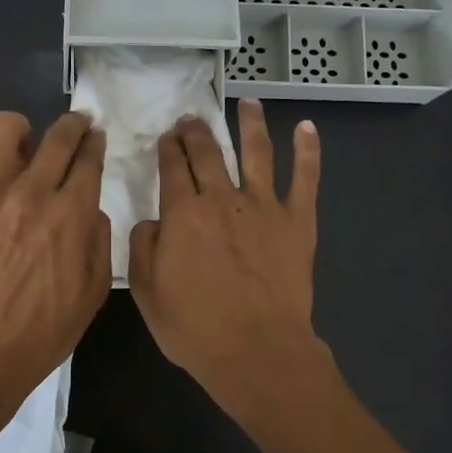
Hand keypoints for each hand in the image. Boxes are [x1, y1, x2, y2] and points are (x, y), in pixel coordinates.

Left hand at [0, 110, 110, 419]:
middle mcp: (31, 194)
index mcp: (71, 216)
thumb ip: (99, 242)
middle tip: (71, 128)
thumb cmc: (41, 333)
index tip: (94, 139)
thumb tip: (90, 208)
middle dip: (72, 125)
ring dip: (18, 129)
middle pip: (58, 136)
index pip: (89, 159)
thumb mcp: (93, 294)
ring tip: (17, 146)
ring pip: (3, 127)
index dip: (94, 143)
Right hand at [128, 99, 323, 412]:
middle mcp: (223, 197)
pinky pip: (305, 178)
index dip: (168, 147)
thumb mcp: (147, 292)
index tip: (167, 137)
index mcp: (183, 213)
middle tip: (193, 118)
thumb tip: (152, 220)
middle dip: (197, 131)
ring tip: (248, 102)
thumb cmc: (195, 328)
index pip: (173, 166)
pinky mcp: (298, 220)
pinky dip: (308, 151)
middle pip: (209, 151)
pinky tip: (307, 128)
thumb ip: (143, 247)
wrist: (257, 350)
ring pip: (258, 151)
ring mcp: (264, 205)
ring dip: (251, 123)